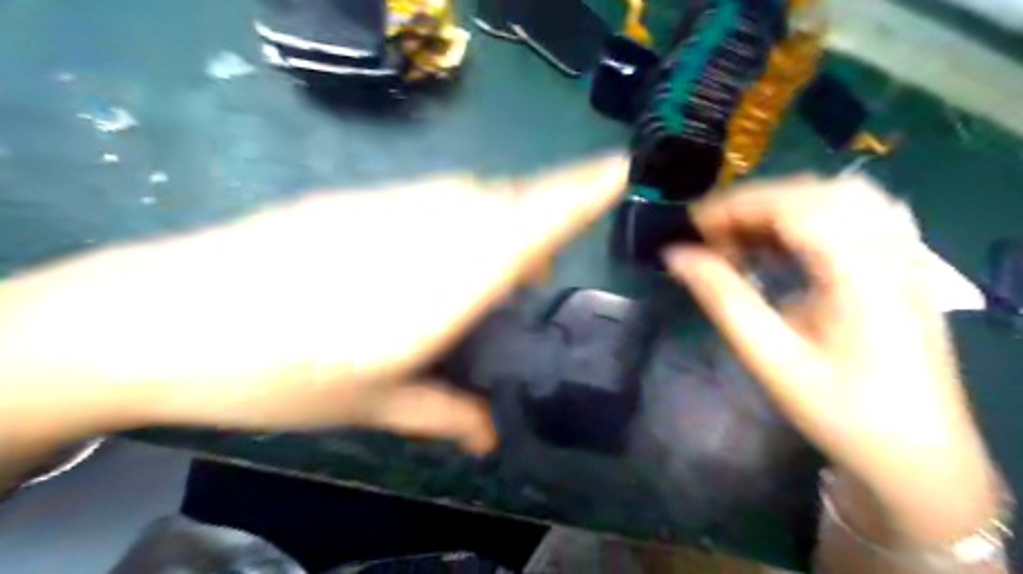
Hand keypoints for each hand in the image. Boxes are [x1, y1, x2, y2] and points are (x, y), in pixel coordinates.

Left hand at [0, 155, 627, 455]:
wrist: (165, 317)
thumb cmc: (275, 376)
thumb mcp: (369, 404)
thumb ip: (444, 412)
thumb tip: (489, 437)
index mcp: (438, 288)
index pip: (526, 226)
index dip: (577, 193)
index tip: (617, 170)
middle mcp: (423, 233)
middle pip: (506, 205)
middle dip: (539, 224)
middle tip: (531, 275)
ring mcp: (388, 208)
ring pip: (471, 197)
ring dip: (495, 224)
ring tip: (480, 274)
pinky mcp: (358, 199)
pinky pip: (433, 197)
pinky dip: (455, 217)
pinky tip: (428, 255)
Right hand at [669, 177, 994, 545]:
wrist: (916, 453)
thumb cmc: (838, 410)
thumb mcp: (770, 357)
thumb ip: (722, 298)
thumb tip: (676, 255)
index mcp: (861, 275)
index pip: (796, 207)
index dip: (738, 206)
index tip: (693, 224)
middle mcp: (892, 252)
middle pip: (820, 191)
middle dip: (757, 202)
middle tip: (714, 233)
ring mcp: (907, 256)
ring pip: (843, 195)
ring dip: (784, 204)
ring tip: (744, 233)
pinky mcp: (907, 266)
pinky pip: (861, 213)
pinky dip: (814, 212)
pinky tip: (789, 238)